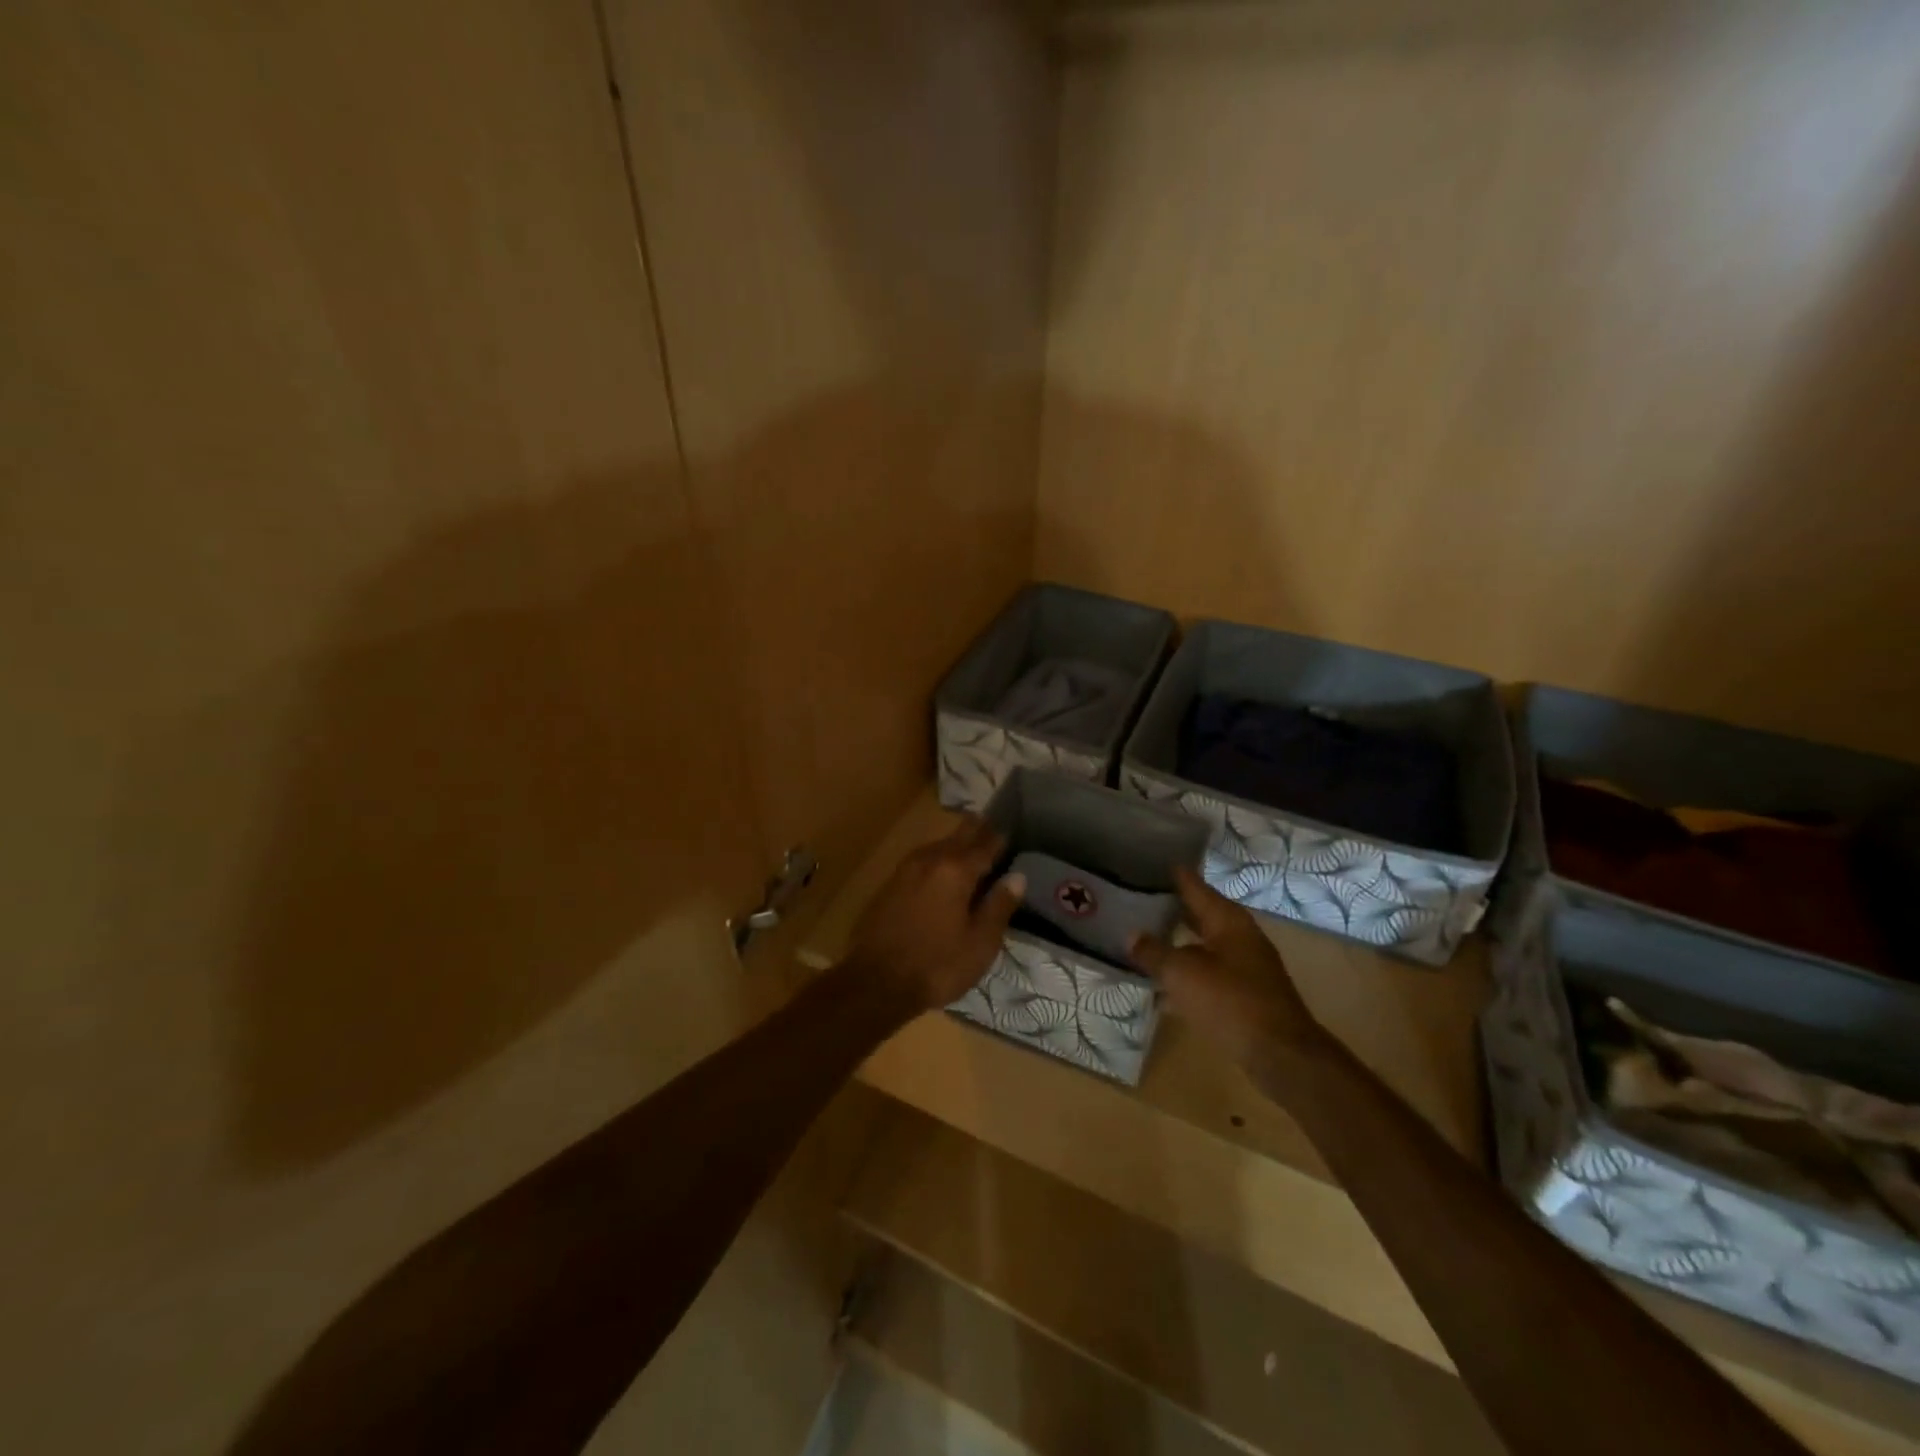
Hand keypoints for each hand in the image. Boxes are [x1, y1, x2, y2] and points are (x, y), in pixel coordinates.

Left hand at [845, 816, 1025, 1012]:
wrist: (875, 983)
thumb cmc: (937, 965)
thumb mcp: (980, 943)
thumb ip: (999, 905)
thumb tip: (1018, 876)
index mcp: (956, 870)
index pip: (985, 844)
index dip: (1000, 838)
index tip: (1011, 832)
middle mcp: (930, 860)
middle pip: (958, 836)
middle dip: (976, 831)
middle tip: (991, 827)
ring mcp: (905, 870)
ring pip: (937, 846)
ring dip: (954, 843)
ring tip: (969, 846)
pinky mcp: (889, 885)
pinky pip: (921, 861)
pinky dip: (936, 860)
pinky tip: (940, 871)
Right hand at [1130, 867, 1326, 1067]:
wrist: (1280, 1054)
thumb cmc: (1230, 1001)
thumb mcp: (1182, 974)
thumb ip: (1154, 952)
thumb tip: (1131, 934)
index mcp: (1227, 920)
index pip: (1195, 885)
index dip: (1174, 874)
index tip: (1150, 861)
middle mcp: (1240, 936)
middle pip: (1202, 913)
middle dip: (1173, 907)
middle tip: (1140, 897)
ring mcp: (1247, 965)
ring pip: (1205, 944)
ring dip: (1180, 941)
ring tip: (1147, 936)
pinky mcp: (1247, 993)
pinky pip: (1210, 971)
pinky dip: (1189, 970)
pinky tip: (1167, 982)